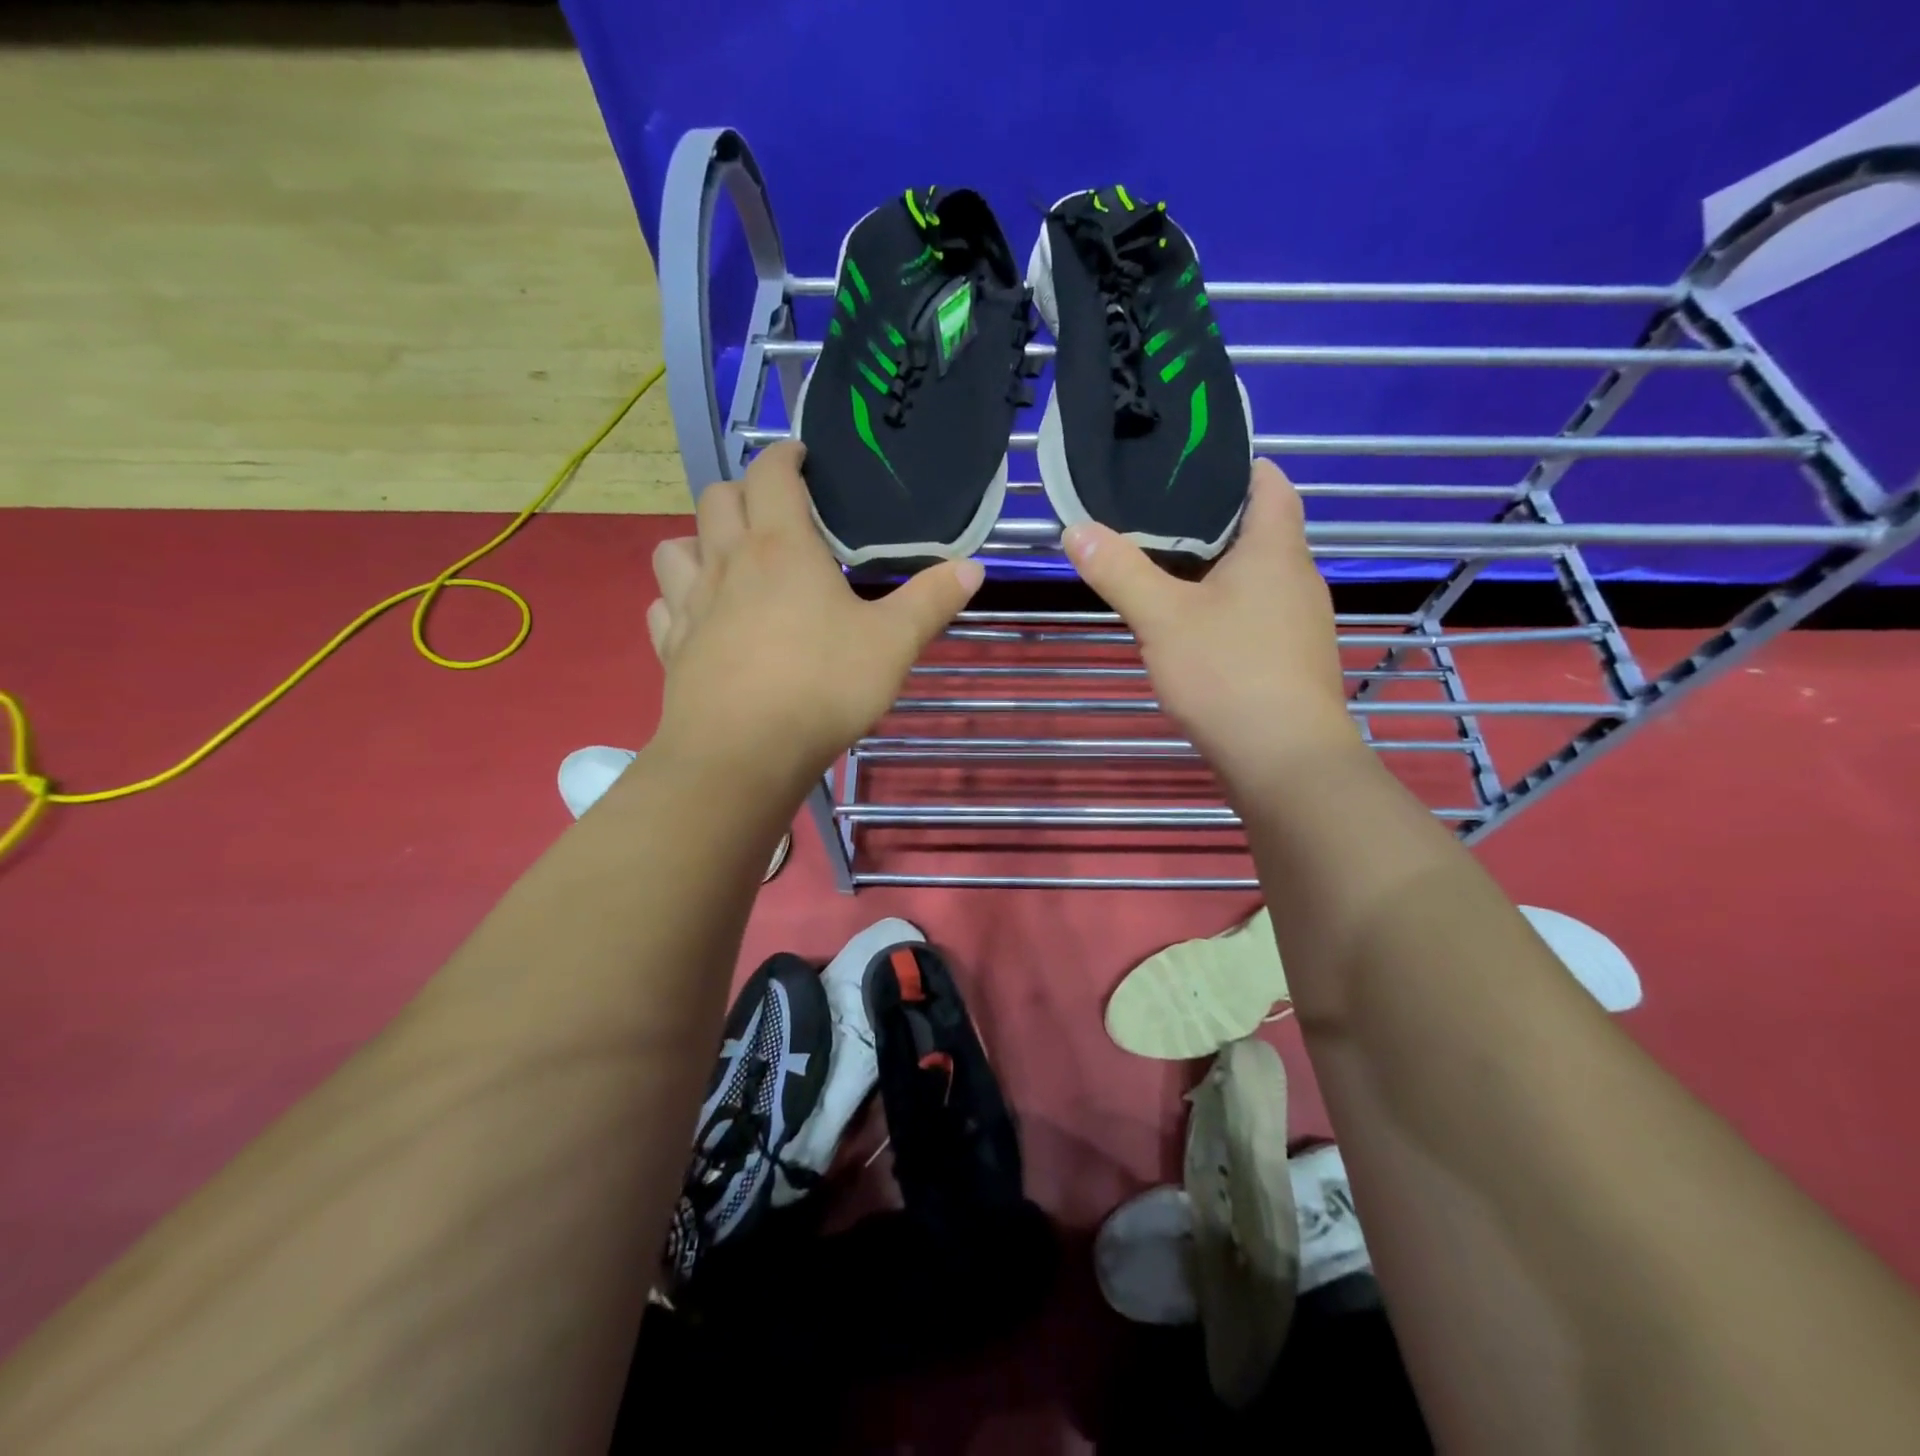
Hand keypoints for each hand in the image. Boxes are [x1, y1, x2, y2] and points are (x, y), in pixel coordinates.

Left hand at [647, 442, 982, 798]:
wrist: (743, 753)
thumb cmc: (822, 686)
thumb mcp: (893, 644)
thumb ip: (931, 601)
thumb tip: (974, 567)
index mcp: (781, 547)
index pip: (771, 474)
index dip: (784, 455)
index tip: (801, 457)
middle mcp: (728, 563)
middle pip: (717, 499)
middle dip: (743, 491)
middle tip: (772, 510)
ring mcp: (692, 605)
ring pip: (674, 547)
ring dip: (698, 540)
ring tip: (726, 559)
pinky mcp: (672, 648)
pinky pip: (664, 606)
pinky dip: (678, 599)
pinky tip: (699, 617)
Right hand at [1062, 460, 1359, 797]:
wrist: (1283, 759)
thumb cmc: (1228, 673)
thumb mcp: (1161, 617)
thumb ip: (1120, 571)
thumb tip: (1078, 529)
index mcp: (1276, 550)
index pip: (1270, 484)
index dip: (1237, 466)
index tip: (1190, 466)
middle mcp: (1298, 578)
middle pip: (1260, 531)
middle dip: (1212, 522)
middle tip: (1155, 519)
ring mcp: (1300, 623)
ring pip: (1256, 578)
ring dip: (1217, 571)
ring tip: (1164, 571)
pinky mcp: (1291, 660)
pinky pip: (1256, 616)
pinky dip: (1226, 609)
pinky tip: (1192, 630)